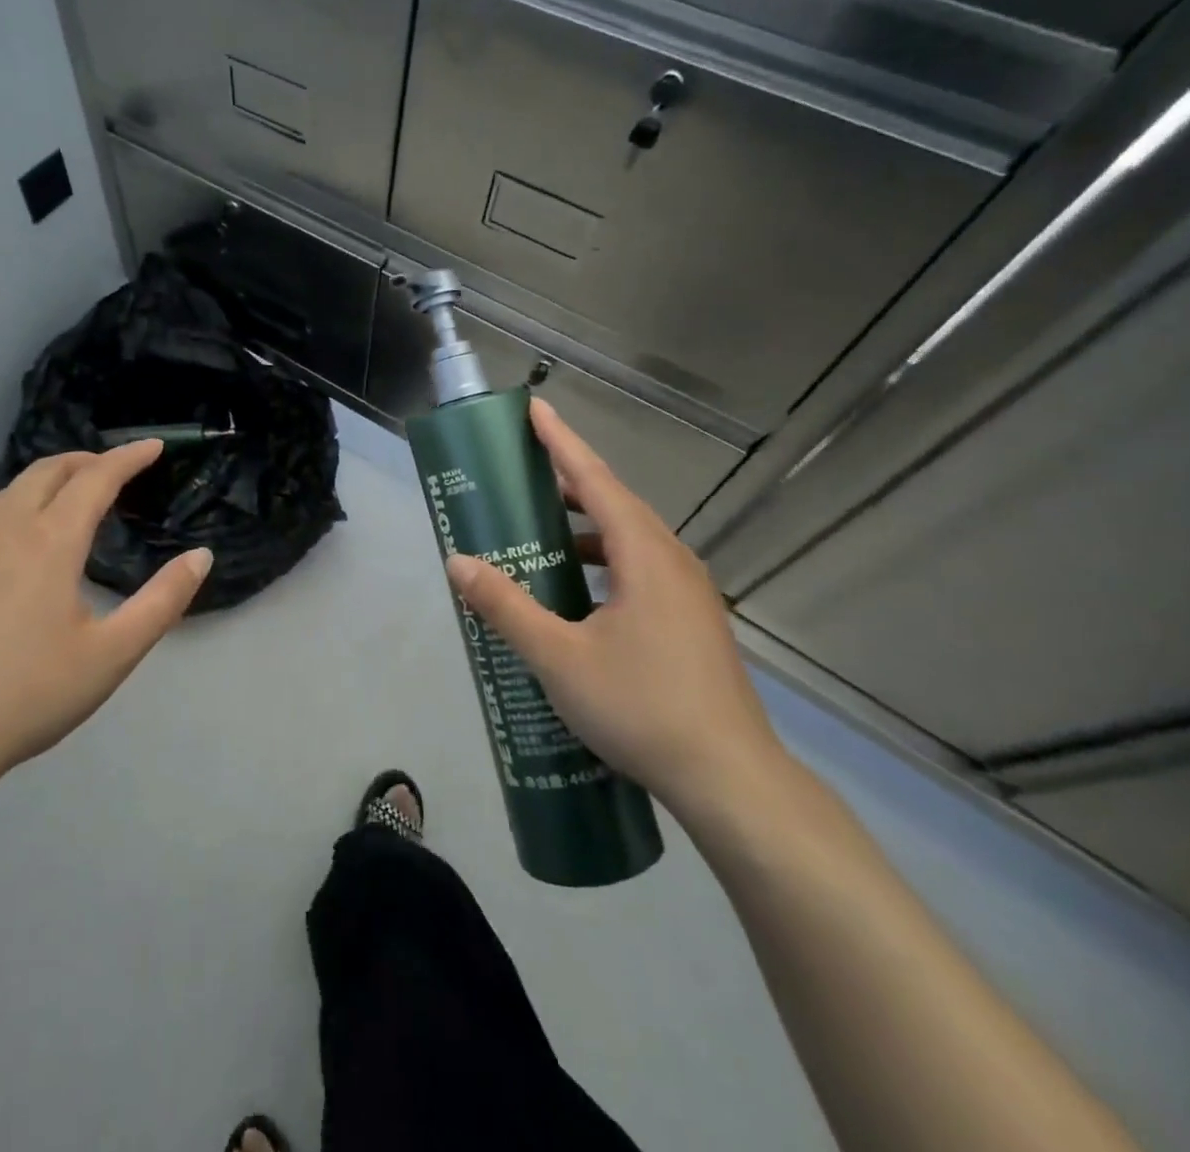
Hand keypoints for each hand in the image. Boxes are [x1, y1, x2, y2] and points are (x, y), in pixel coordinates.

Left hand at [0, 441, 211, 794]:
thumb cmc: (28, 696)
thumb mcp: (112, 654)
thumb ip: (163, 600)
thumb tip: (201, 556)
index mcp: (50, 541)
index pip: (96, 478)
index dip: (128, 458)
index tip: (153, 446)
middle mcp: (2, 527)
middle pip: (48, 469)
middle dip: (87, 459)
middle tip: (114, 469)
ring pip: (9, 490)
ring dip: (48, 482)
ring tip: (69, 501)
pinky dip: (12, 508)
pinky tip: (14, 544)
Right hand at [444, 397, 785, 819]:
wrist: (730, 780)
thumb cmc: (641, 708)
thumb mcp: (558, 658)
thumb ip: (506, 607)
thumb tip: (458, 562)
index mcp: (645, 556)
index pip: (596, 480)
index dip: (562, 443)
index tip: (535, 410)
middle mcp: (673, 562)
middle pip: (616, 504)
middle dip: (571, 482)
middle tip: (526, 475)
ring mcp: (690, 593)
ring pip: (631, 540)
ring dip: (587, 527)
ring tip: (544, 533)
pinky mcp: (693, 622)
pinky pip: (642, 569)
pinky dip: (605, 561)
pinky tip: (581, 593)